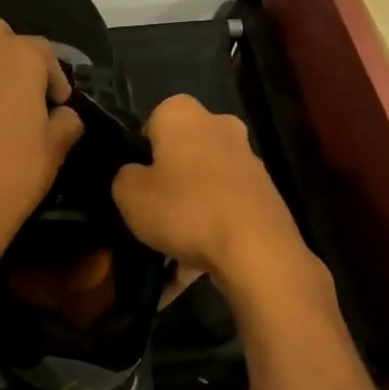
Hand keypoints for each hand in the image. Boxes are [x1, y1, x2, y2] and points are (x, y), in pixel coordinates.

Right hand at [112, 95, 311, 294]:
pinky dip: (207, 239)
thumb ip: (124, 177)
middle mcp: (220, 127)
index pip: (151, 123)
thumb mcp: (129, 194)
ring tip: (166, 261)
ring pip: (203, 189)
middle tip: (149, 218)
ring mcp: (247, 162)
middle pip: (182, 156)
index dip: (138, 154)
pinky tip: (188, 274)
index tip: (133, 185)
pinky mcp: (264, 196)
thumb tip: (135, 175)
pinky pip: (223, 215)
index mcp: (183, 114)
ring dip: (187, 218)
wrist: (256, 250)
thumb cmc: (184, 208)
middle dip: (167, 185)